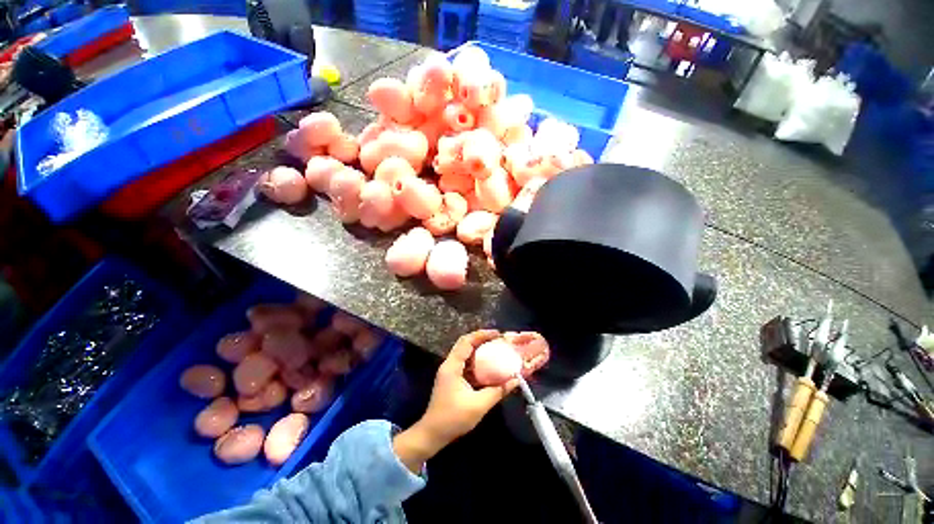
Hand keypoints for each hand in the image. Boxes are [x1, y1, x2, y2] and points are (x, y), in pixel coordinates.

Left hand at [393, 330, 517, 472]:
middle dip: (482, 339)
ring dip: (480, 350)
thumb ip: (497, 391)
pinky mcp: (453, 379)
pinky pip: (466, 364)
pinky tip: (489, 366)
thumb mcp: (478, 405)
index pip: (466, 342)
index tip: (497, 333)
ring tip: (496, 349)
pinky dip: (477, 362)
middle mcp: (449, 364)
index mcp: (452, 366)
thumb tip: (515, 381)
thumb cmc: (453, 418)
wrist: (432, 434)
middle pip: (465, 344)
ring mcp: (450, 371)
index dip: (481, 335)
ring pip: (466, 353)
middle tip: (498, 340)